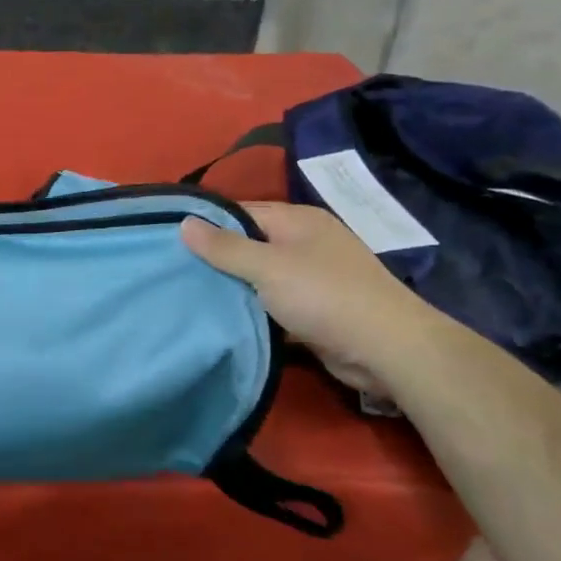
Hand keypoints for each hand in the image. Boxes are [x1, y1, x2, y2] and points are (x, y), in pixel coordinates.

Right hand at [182, 202, 444, 395]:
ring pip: (260, 277)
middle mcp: (306, 242)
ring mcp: (314, 277)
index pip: (240, 211)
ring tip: (190, 296)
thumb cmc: (325, 296)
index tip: (171, 240)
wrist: (388, 350)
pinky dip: (254, 310)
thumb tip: (184, 221)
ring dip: (235, 288)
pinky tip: (225, 320)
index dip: (208, 224)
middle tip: (175, 271)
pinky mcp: (317, 310)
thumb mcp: (267, 267)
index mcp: (297, 220)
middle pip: (249, 244)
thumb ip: (224, 247)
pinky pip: (274, 303)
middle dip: (217, 259)